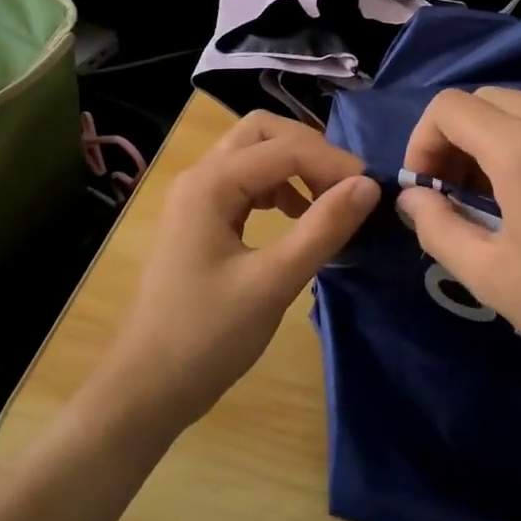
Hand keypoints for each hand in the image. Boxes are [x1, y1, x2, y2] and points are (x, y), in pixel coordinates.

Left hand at [99, 111, 379, 433]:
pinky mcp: (200, 218)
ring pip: (254, 153)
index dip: (334, 164)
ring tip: (327, 202)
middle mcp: (200, 176)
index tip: (373, 192)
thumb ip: (323, 228)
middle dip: (310, 150)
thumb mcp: (274, 282)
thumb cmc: (207, 337)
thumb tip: (369, 186)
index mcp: (211, 184)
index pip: (286, 148)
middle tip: (345, 188)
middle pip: (263, 132)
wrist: (147, 388)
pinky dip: (278, 187)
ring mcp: (197, 196)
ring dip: (294, 166)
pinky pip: (245, 181)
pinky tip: (295, 217)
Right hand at [397, 88, 520, 417]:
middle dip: (455, 138)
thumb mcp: (489, 275)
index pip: (450, 108)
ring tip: (492, 197)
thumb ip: (435, 226)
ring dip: (493, 140)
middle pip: (486, 100)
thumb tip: (411, 197)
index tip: (425, 188)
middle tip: (451, 192)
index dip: (422, 141)